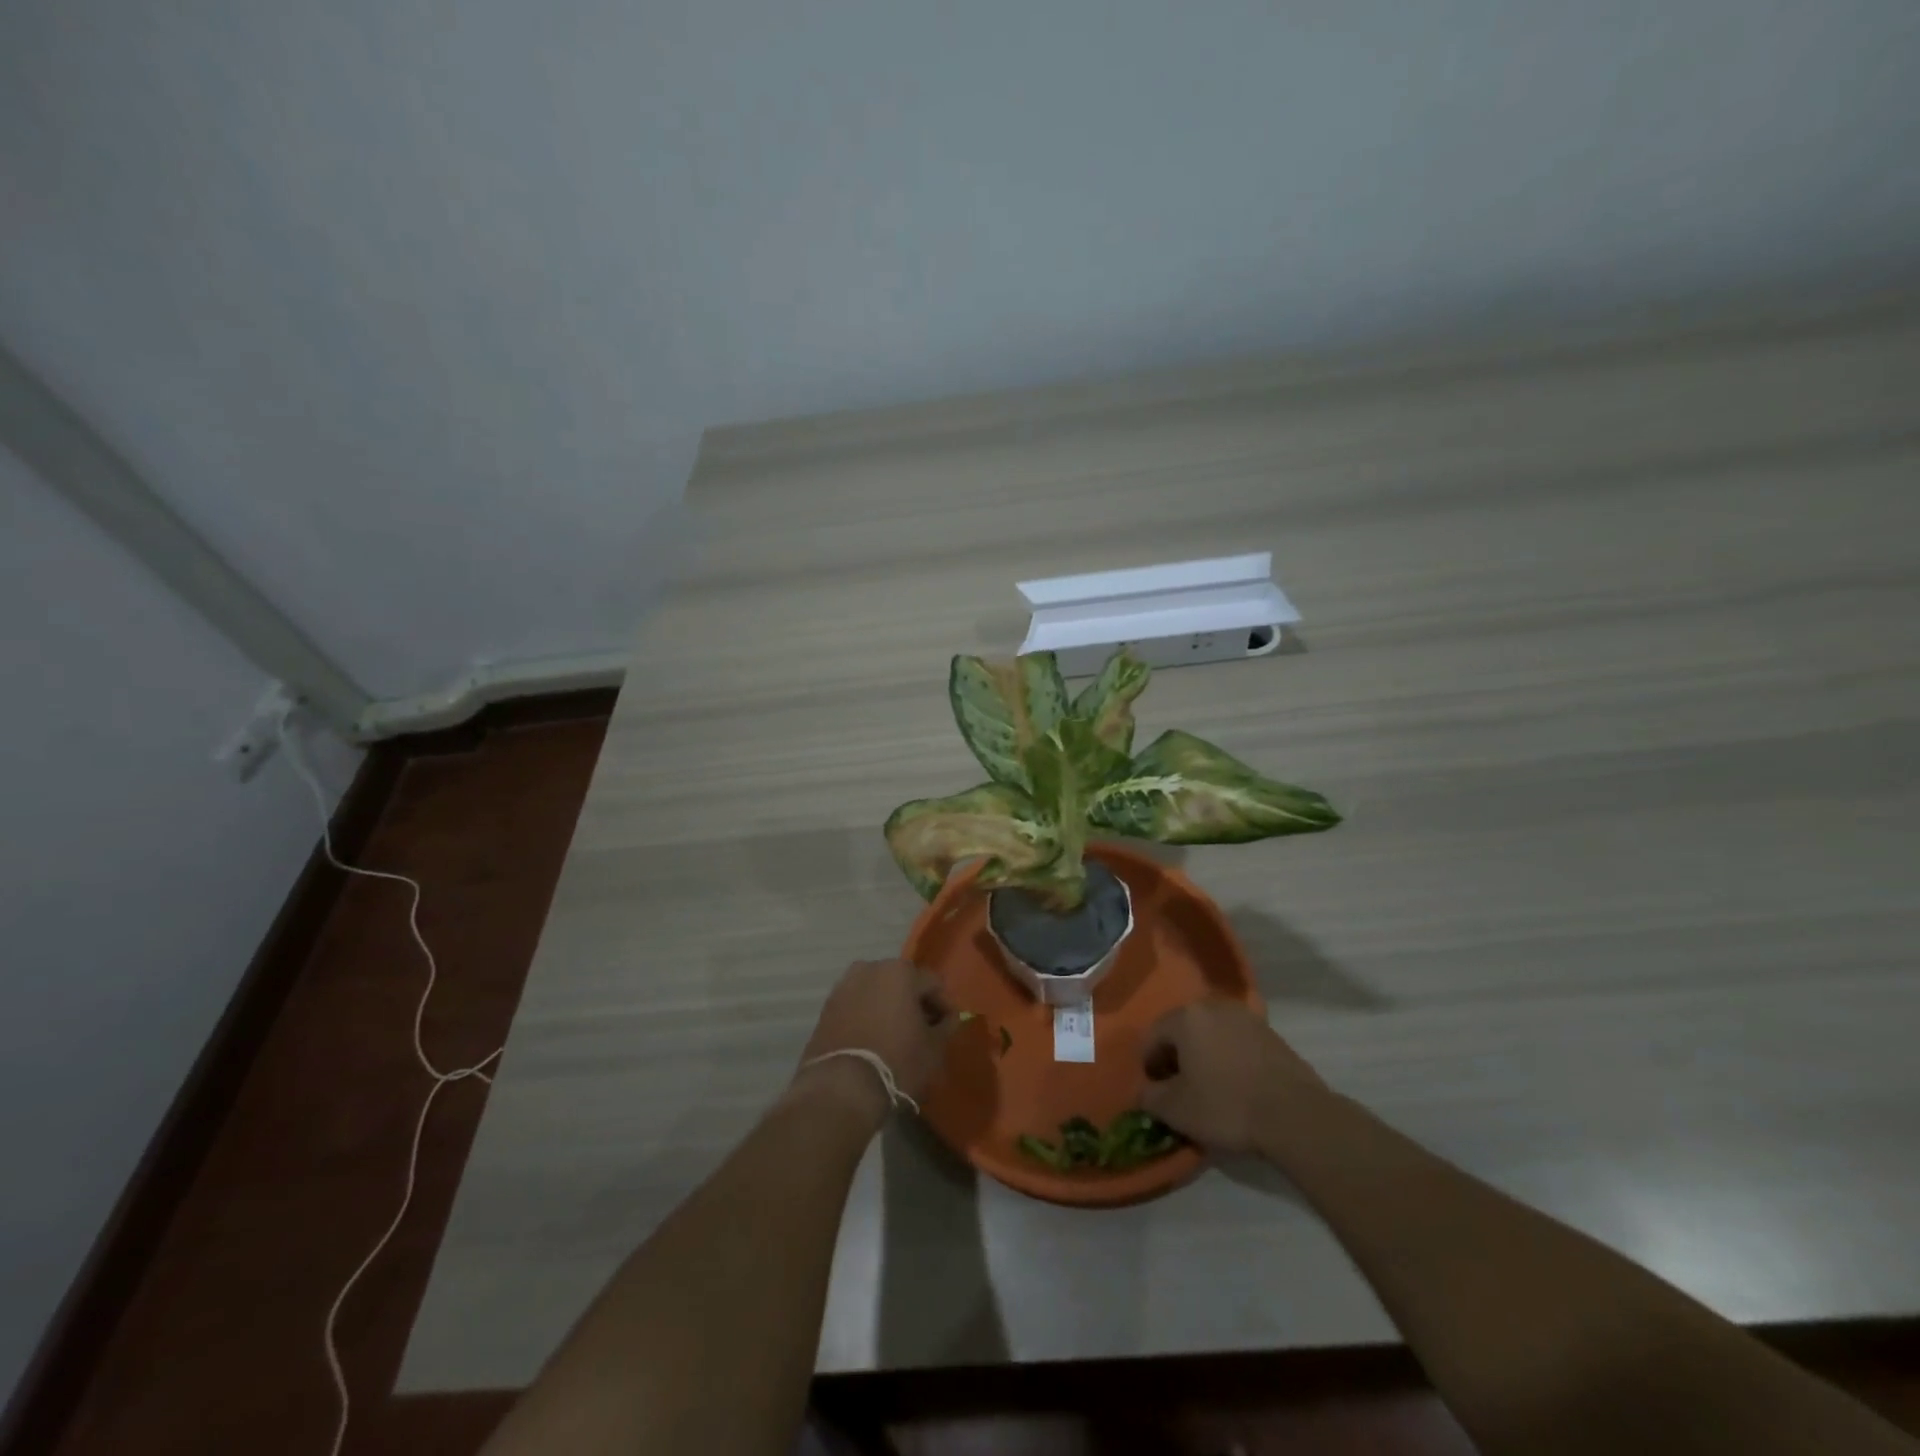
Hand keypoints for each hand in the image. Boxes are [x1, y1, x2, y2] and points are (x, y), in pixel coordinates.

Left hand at [793, 959, 953, 1128]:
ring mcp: (844, 986)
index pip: (933, 983)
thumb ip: (946, 1026)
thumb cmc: (896, 1062)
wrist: (841, 1087)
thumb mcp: (933, 1048)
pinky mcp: (826, 1007)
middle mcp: (869, 968)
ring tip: (897, 1037)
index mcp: (900, 971)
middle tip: (923, 1032)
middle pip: (902, 983)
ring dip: (890, 1009)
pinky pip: (856, 1006)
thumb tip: (948, 1018)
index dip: (944, 1006)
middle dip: (914, 1004)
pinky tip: (874, 1041)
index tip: (948, 1028)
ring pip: (877, 993)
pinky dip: (868, 1017)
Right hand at [1138, 999, 1326, 1155]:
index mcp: (1186, 1017)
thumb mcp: (1176, 1110)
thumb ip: (1150, 1096)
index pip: (1153, 1035)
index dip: (1148, 1064)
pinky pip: (1235, 1041)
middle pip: (1182, 1029)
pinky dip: (1227, 1057)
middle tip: (1178, 1088)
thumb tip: (1145, 1091)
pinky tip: (1235, 1085)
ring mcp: (1245, 1017)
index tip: (1155, 1089)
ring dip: (1202, 1055)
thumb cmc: (1227, 1106)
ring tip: (1208, 1087)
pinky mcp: (1270, 1032)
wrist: (1295, 1115)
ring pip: (1210, 1033)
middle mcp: (1213, 1006)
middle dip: (1176, 1056)